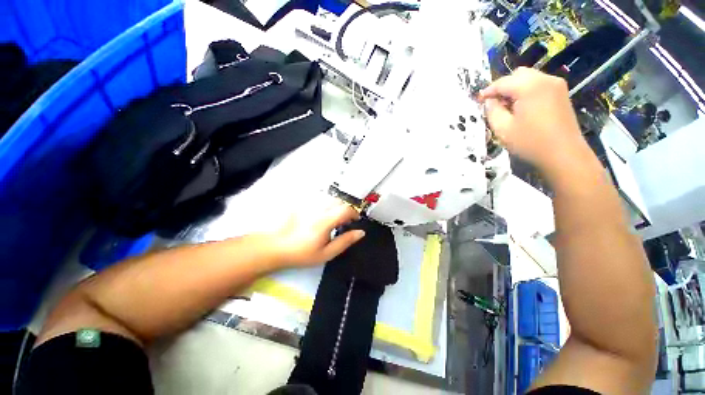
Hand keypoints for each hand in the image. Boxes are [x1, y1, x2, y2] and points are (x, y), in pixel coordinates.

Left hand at [271, 200, 364, 266]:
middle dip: (346, 209)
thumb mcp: (326, 253)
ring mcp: (309, 205)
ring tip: (332, 219)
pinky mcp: (302, 204)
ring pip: (329, 199)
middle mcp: (318, 209)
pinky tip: (320, 215)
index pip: (346, 209)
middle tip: (344, 221)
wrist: (276, 247)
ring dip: (336, 206)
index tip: (355, 221)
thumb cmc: (302, 253)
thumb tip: (361, 232)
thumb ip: (345, 241)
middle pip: (339, 201)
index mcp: (325, 221)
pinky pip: (319, 199)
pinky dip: (325, 204)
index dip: (354, 213)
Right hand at [478, 67, 590, 173]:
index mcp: (529, 86)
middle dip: (503, 87)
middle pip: (518, 74)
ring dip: (515, 88)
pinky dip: (527, 91)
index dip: (488, 91)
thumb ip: (492, 111)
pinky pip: (539, 84)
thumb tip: (490, 101)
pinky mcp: (561, 93)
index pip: (503, 82)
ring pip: (529, 78)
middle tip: (495, 104)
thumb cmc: (530, 142)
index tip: (478, 101)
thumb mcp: (503, 129)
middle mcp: (544, 79)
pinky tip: (522, 107)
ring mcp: (556, 85)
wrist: (563, 154)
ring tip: (508, 107)